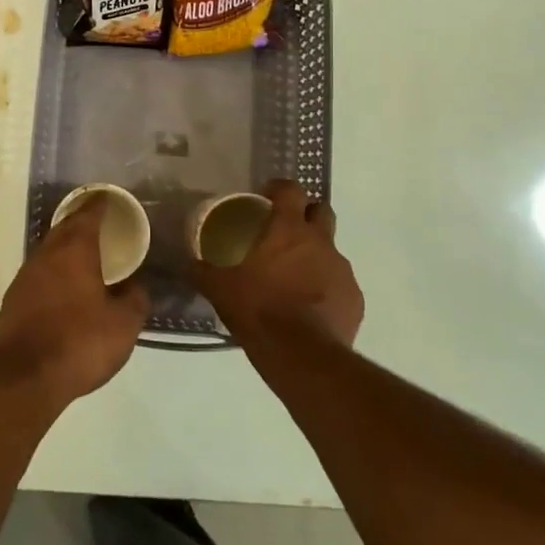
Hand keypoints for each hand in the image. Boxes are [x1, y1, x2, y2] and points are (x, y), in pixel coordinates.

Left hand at [0, 197, 149, 405]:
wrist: (25, 376)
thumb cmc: (80, 342)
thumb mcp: (123, 325)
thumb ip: (134, 299)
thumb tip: (136, 286)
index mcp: (75, 251)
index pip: (87, 216)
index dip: (98, 205)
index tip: (106, 198)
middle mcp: (46, 255)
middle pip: (63, 228)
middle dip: (79, 221)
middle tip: (96, 221)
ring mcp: (25, 276)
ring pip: (48, 250)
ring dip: (64, 246)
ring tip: (82, 253)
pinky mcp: (13, 299)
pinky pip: (38, 273)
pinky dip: (52, 271)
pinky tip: (61, 285)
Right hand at [196, 180, 362, 350]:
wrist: (303, 356)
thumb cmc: (259, 310)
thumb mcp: (220, 289)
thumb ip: (203, 271)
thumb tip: (189, 263)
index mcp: (288, 230)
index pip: (291, 190)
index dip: (280, 188)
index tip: (267, 195)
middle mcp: (321, 242)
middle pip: (322, 211)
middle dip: (307, 214)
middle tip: (285, 230)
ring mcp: (342, 271)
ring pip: (331, 250)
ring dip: (315, 255)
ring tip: (294, 277)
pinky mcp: (355, 300)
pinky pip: (339, 284)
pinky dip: (326, 288)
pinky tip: (309, 308)